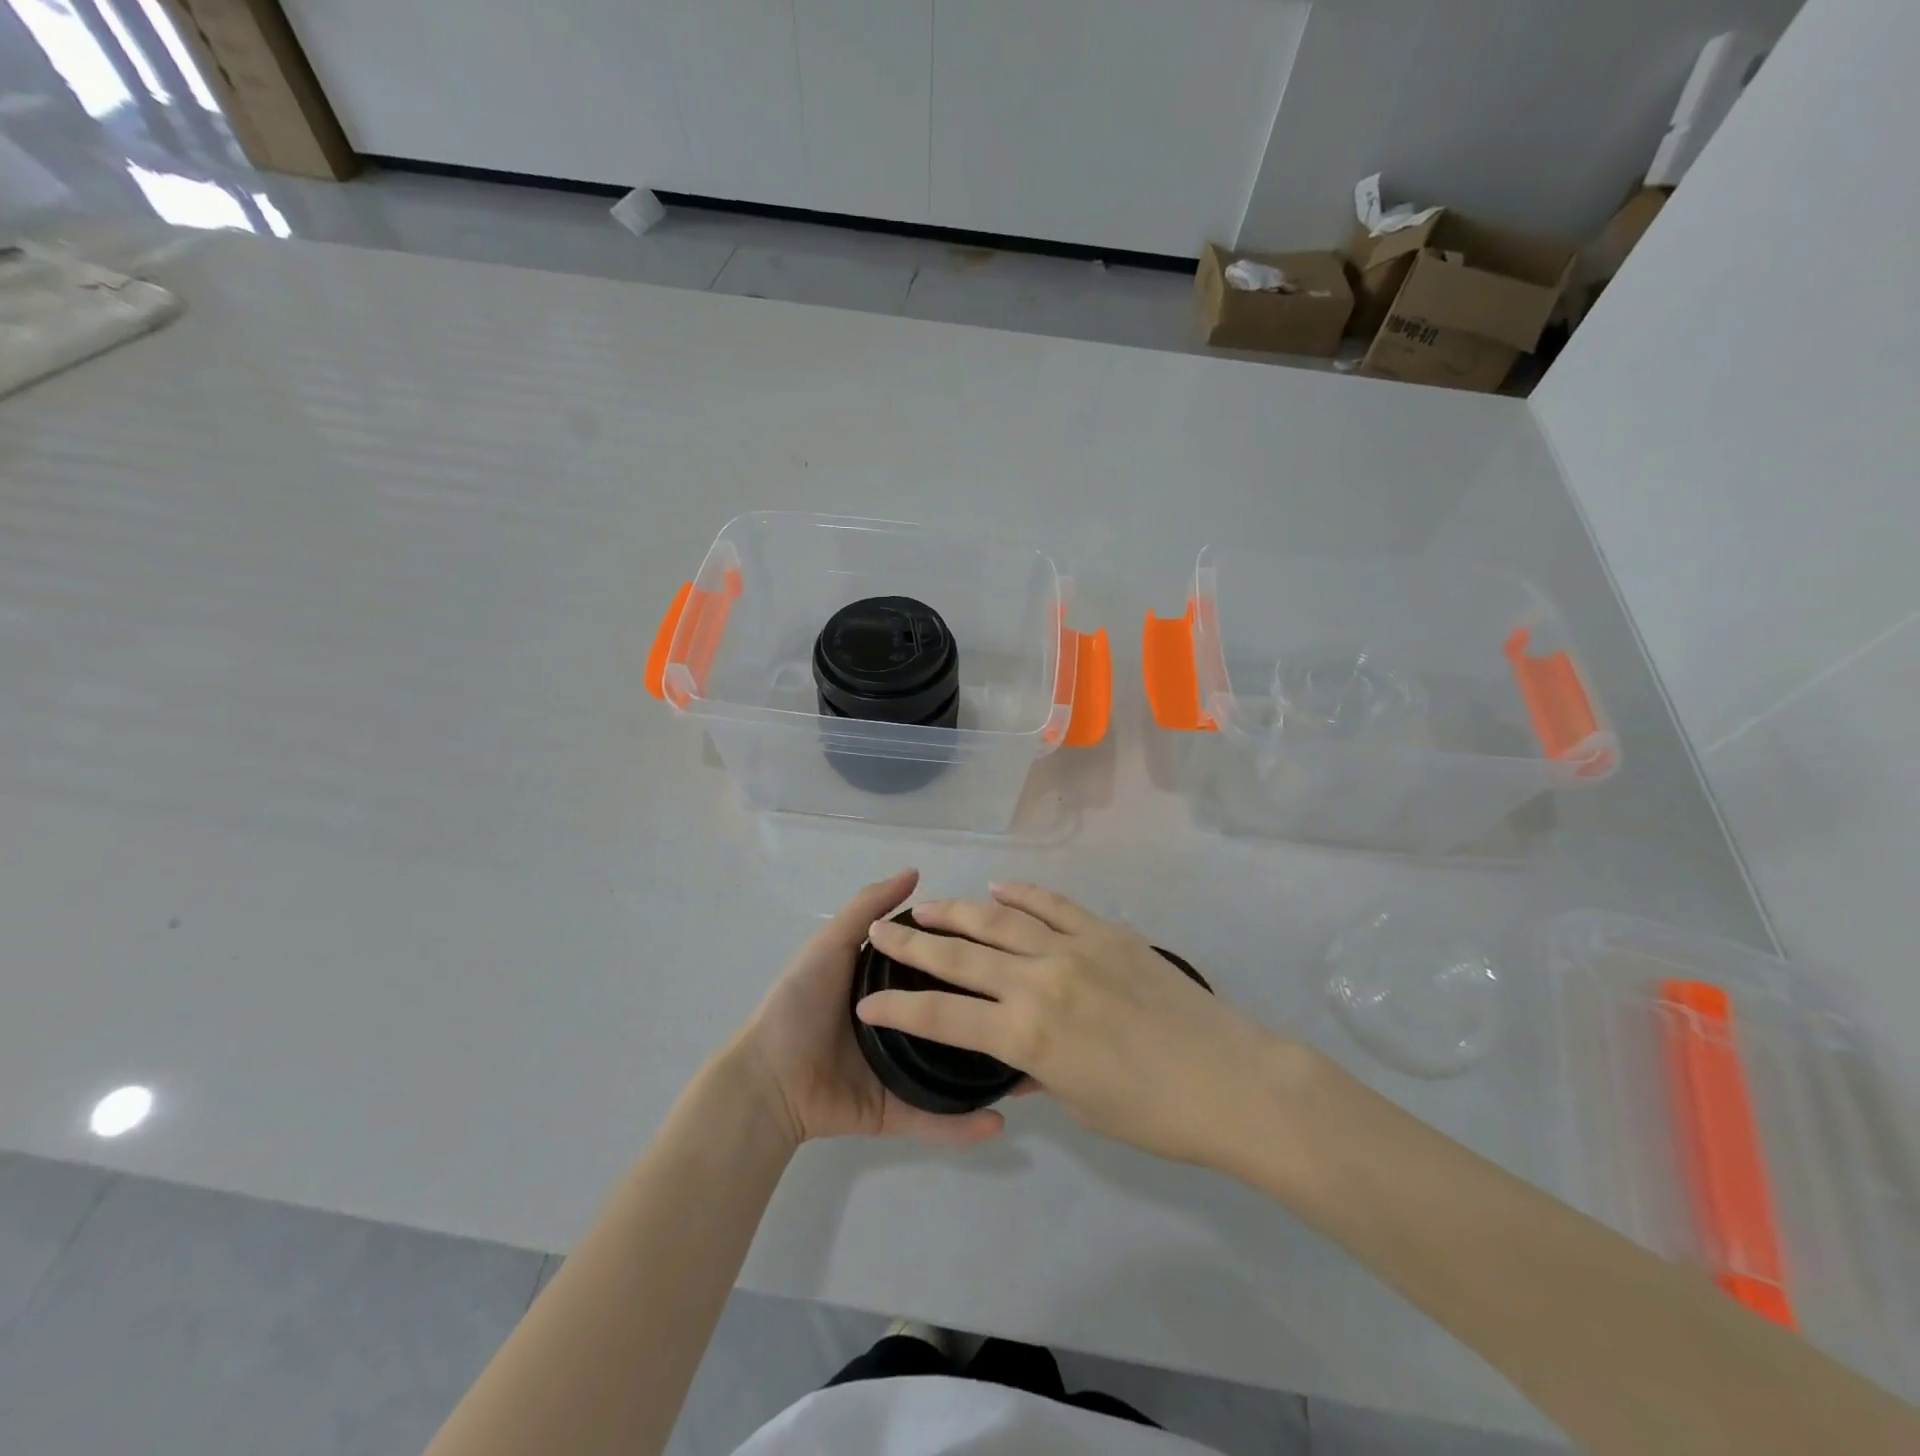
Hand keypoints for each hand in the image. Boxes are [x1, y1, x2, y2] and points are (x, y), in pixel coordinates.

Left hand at [737, 869, 1007, 1149]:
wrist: (768, 1078)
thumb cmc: (799, 1004)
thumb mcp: (832, 944)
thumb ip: (868, 908)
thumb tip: (915, 872)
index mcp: (886, 987)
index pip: (936, 969)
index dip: (966, 957)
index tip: (1005, 950)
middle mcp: (898, 1026)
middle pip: (949, 1018)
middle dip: (986, 1016)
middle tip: (1028, 1009)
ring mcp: (898, 1072)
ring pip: (951, 1071)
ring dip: (985, 1074)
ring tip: (1027, 1066)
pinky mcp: (894, 1111)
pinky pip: (934, 1119)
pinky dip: (965, 1125)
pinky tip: (1001, 1122)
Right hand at [855, 883, 1321, 1172]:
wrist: (1231, 1078)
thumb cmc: (1154, 1113)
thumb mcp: (1080, 1104)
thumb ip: (1035, 1071)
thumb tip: (1009, 1059)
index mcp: (1026, 1035)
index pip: (942, 1016)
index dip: (898, 1008)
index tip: (867, 1001)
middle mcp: (1039, 981)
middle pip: (959, 956)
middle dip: (912, 945)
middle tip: (882, 932)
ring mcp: (1073, 948)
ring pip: (999, 920)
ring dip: (957, 911)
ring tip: (926, 906)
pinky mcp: (1105, 931)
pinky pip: (1052, 904)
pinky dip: (1022, 895)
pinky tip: (998, 889)